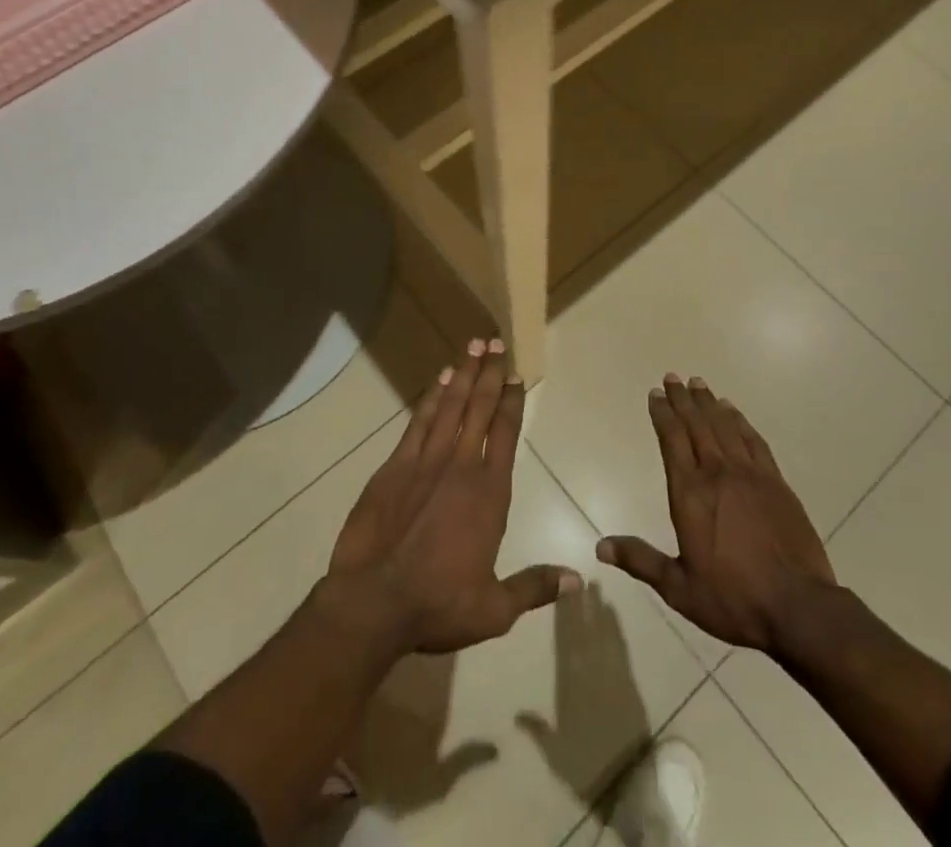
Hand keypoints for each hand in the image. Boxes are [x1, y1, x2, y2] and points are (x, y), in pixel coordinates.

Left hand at [328, 341, 580, 654]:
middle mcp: (460, 466)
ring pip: (450, 406)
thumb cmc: (438, 604)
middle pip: (479, 408)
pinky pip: (418, 422)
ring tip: (472, 345)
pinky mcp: (395, 467)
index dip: (512, 401)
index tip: (516, 375)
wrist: (373, 603)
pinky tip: (439, 381)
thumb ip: (534, 586)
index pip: (505, 433)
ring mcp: (425, 462)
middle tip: (495, 341)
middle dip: (489, 372)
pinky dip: (431, 398)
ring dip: (463, 374)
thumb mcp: (495, 608)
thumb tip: (577, 580)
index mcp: (489, 493)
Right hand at [597, 374, 835, 653]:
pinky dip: (740, 421)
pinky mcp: (776, 481)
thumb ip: (641, 561)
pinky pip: (753, 440)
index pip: (671, 440)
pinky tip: (733, 411)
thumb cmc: (733, 599)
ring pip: (724, 426)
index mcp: (690, 494)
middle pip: (696, 424)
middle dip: (682, 399)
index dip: (662, 414)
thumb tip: (600, 547)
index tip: (655, 393)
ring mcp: (750, 474)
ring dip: (708, 402)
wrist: (798, 607)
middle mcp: (717, 473)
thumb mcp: (679, 588)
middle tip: (672, 377)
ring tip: (698, 383)